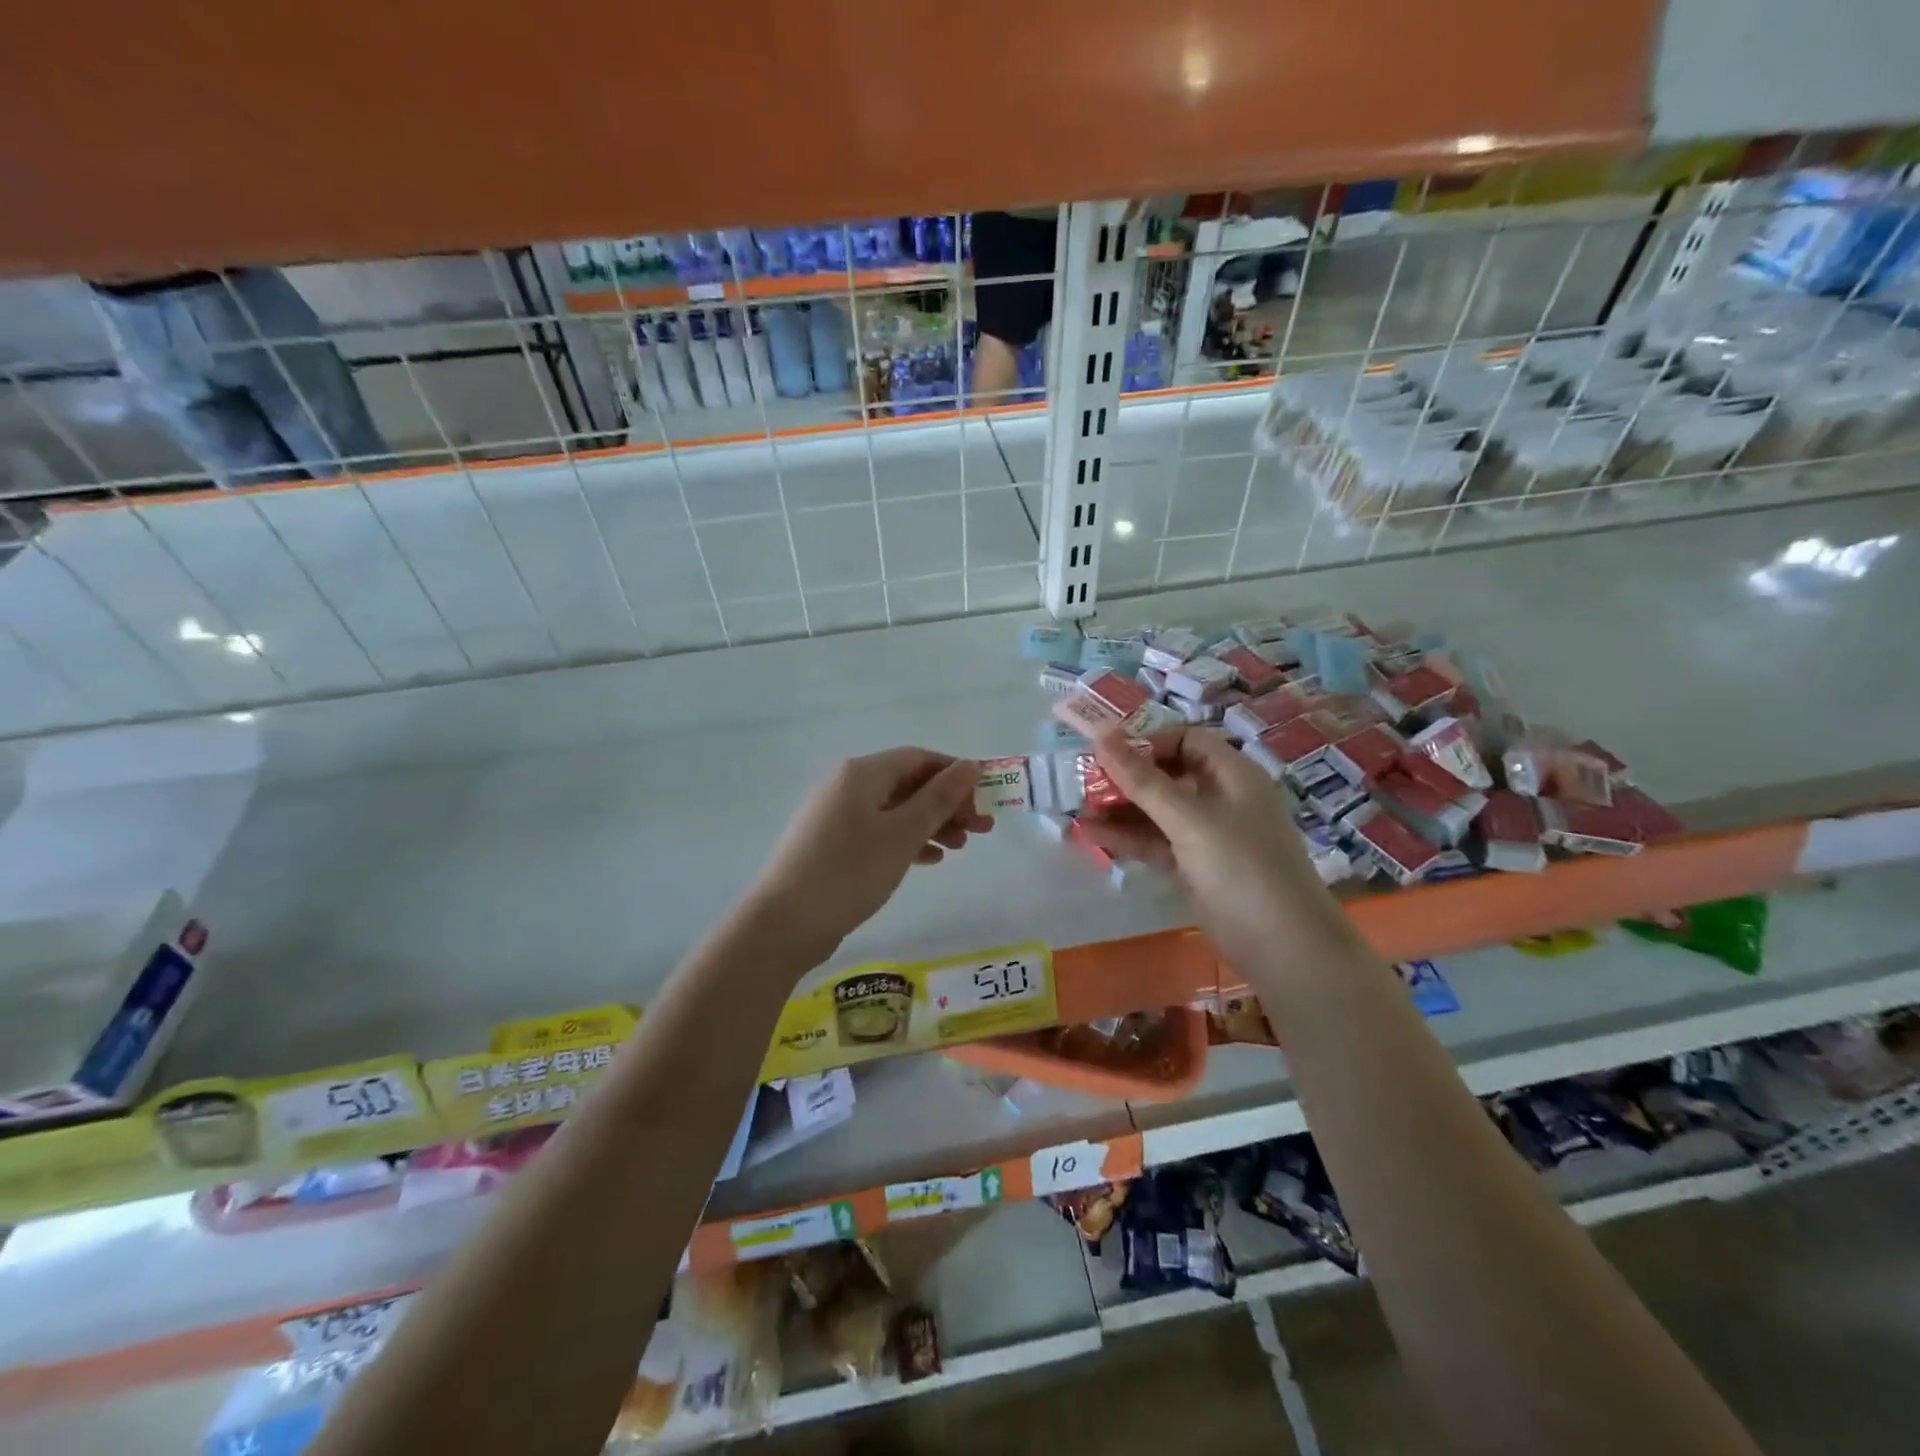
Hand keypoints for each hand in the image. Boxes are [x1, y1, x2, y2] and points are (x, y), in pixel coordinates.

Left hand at [748, 748, 991, 962]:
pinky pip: (878, 833)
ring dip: (931, 824)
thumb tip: (971, 766)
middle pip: (908, 784)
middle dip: (947, 803)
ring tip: (961, 848)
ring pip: (895, 811)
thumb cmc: (850, 871)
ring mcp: (836, 817)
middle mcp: (846, 786)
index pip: (919, 758)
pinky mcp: (831, 846)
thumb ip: (939, 798)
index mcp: (862, 773)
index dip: (955, 774)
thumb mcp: (903, 833)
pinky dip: (906, 841)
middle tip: (982, 829)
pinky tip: (930, 859)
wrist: (785, 923)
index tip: (986, 797)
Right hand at [1076, 729, 1344, 974]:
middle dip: (1126, 777)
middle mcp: (1221, 799)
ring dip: (1120, 809)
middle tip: (1083, 782)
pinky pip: (1156, 843)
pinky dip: (1127, 838)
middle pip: (1168, 775)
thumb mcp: (1189, 819)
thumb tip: (1101, 735)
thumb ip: (1143, 780)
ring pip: (1158, 812)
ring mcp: (1208, 836)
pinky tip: (1091, 835)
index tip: (1108, 753)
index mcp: (1233, 775)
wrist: (1283, 947)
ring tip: (1076, 809)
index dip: (1148, 743)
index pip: (1186, 741)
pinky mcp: (1195, 868)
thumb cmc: (1242, 867)